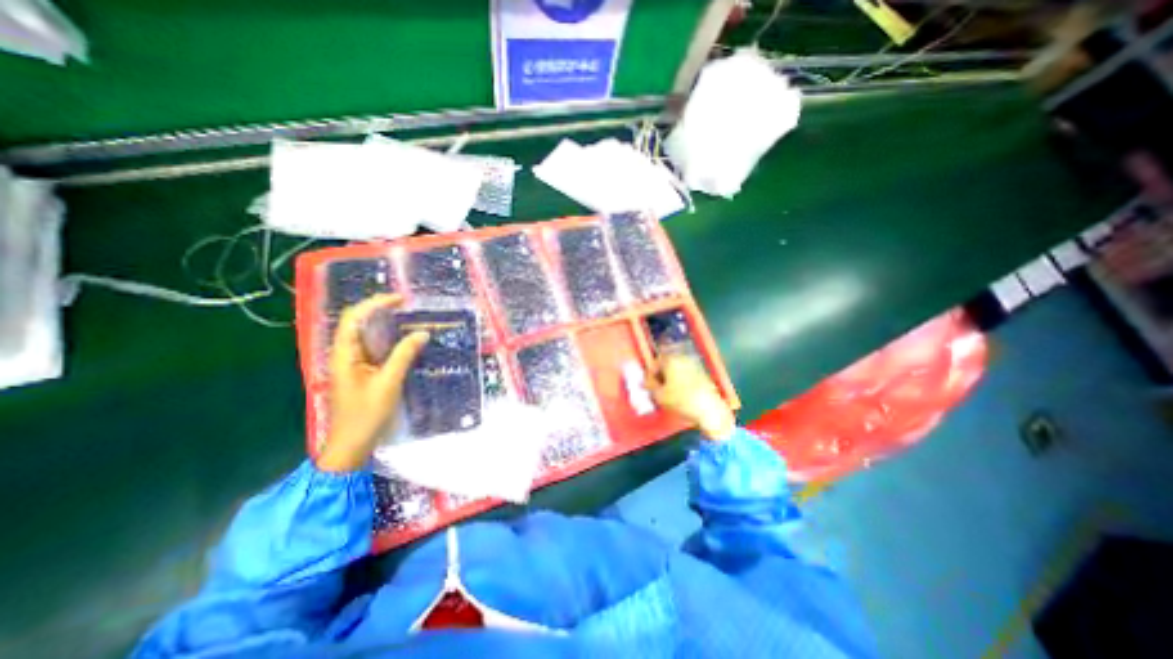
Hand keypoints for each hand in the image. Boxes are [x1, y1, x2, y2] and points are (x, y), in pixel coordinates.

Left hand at [316, 293, 430, 472]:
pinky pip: (375, 349)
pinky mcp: (362, 372)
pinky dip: (390, 341)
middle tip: (409, 308)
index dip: (374, 304)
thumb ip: (404, 355)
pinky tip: (406, 342)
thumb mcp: (388, 383)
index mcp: (344, 354)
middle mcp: (345, 354)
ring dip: (387, 325)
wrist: (351, 445)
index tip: (400, 300)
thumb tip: (422, 333)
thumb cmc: (366, 414)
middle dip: (382, 311)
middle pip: (358, 323)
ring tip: (411, 320)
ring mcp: (353, 363)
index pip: (353, 318)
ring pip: (367, 336)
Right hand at [645, 354, 736, 443]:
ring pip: (677, 369)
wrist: (709, 409)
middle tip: (657, 388)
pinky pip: (686, 374)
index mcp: (670, 360)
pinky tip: (680, 393)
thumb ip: (650, 386)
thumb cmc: (681, 400)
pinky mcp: (703, 374)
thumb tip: (646, 381)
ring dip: (671, 378)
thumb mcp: (659, 395)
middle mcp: (682, 358)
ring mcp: (694, 365)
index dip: (650, 374)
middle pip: (667, 364)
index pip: (655, 362)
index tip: (648, 385)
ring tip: (668, 392)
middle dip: (661, 375)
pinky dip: (681, 381)